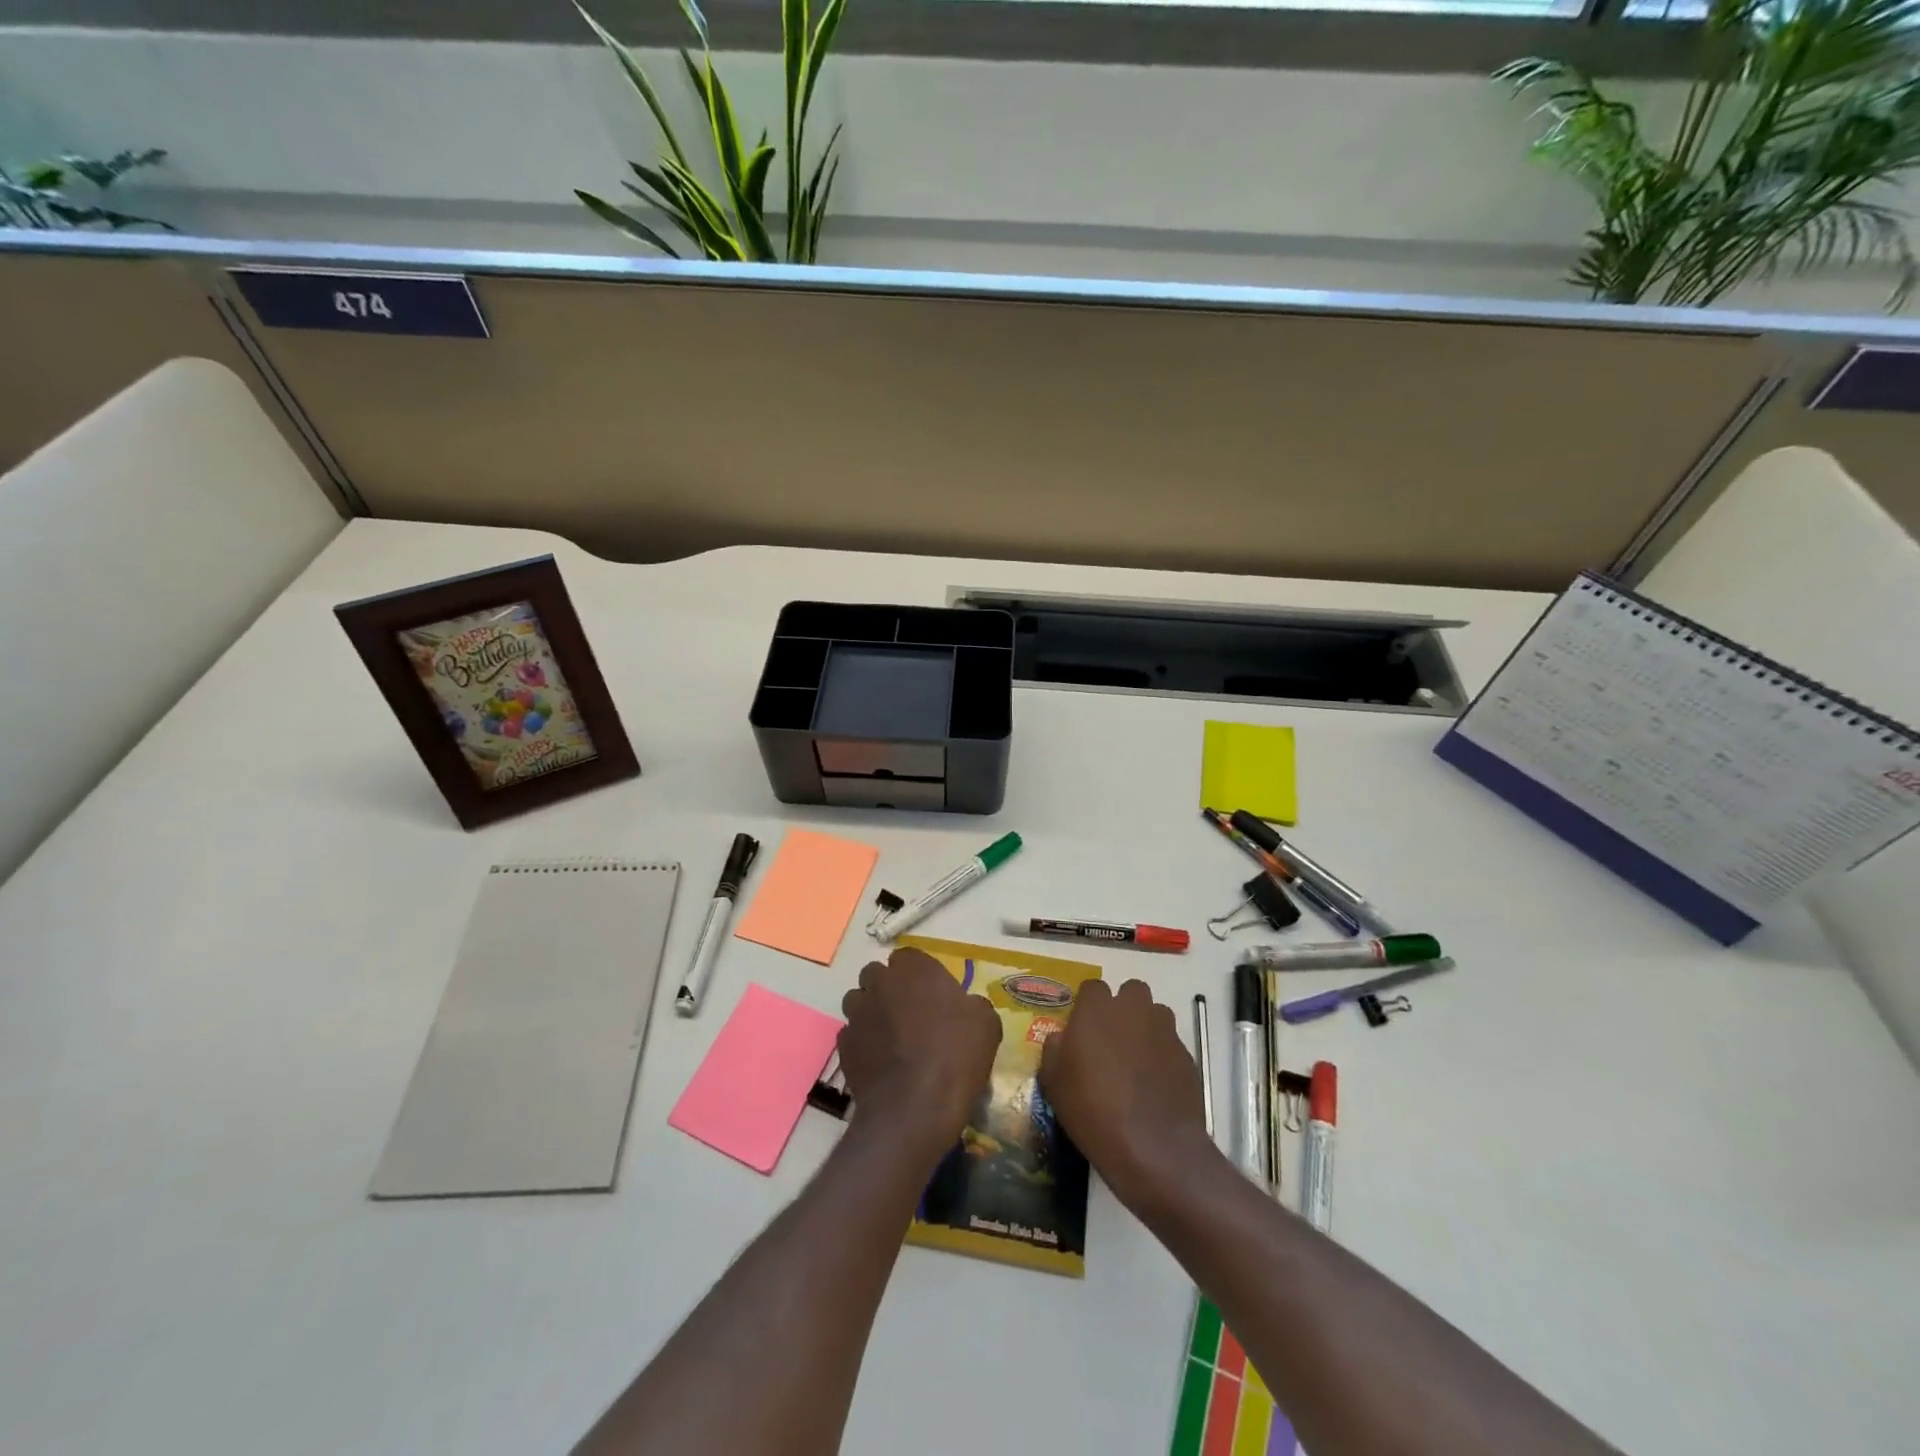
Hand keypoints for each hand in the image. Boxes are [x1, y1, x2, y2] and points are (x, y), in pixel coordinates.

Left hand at [839, 948, 1002, 1163]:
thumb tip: (966, 1007)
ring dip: (872, 1012)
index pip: (909, 957)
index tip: (933, 995)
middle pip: (878, 975)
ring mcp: (857, 1013)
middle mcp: (880, 983)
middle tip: (911, 1014)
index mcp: (914, 968)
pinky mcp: (844, 1045)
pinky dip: (863, 1042)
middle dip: (890, 988)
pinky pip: (852, 1034)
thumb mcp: (986, 1024)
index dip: (919, 974)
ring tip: (892, 1037)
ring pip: (859, 1001)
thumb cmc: (955, 1056)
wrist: (914, 1108)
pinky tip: (880, 1062)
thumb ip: (972, 1005)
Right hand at [1040, 979, 1210, 1208]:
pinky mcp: (1186, 1055)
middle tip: (1112, 1038)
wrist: (1153, 1147)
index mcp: (1097, 1010)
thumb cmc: (1092, 1110)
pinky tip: (1155, 1085)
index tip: (1083, 1028)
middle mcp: (1133, 1009)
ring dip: (1146, 1027)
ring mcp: (1164, 1030)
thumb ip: (1055, 1049)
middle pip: (1131, 990)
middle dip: (1123, 1007)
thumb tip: (1063, 1037)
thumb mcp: (1054, 1083)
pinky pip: (1171, 1043)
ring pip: (1155, 1013)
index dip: (1088, 1005)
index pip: (1092, 987)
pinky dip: (1163, 1055)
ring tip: (1136, 1061)